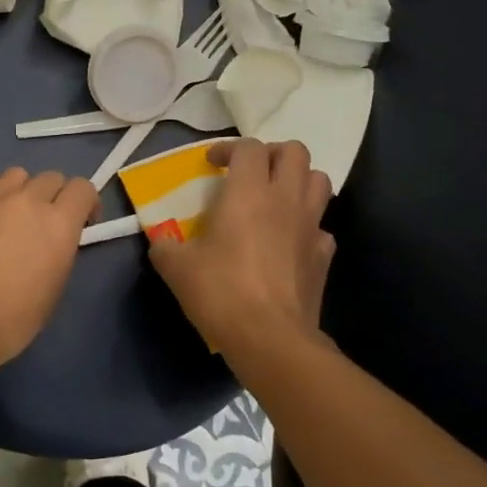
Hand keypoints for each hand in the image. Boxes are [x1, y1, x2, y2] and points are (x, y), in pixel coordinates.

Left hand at [0, 168, 98, 378]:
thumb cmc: (13, 318)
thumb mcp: (54, 288)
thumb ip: (60, 251)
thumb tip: (53, 241)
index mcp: (59, 223)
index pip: (83, 187)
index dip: (86, 202)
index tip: (82, 223)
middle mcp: (28, 201)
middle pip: (51, 177)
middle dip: (55, 196)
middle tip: (45, 223)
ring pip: (16, 175)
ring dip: (21, 191)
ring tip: (12, 216)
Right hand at [148, 139, 334, 359]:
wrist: (271, 338)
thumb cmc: (221, 292)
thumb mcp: (176, 268)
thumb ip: (165, 245)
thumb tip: (161, 241)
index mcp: (249, 192)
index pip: (248, 147)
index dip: (228, 148)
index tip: (212, 165)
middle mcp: (285, 199)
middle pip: (295, 151)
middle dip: (272, 153)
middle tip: (250, 172)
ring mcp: (311, 226)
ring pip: (319, 181)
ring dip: (299, 180)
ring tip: (276, 197)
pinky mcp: (324, 255)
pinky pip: (321, 227)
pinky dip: (307, 226)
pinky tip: (289, 242)